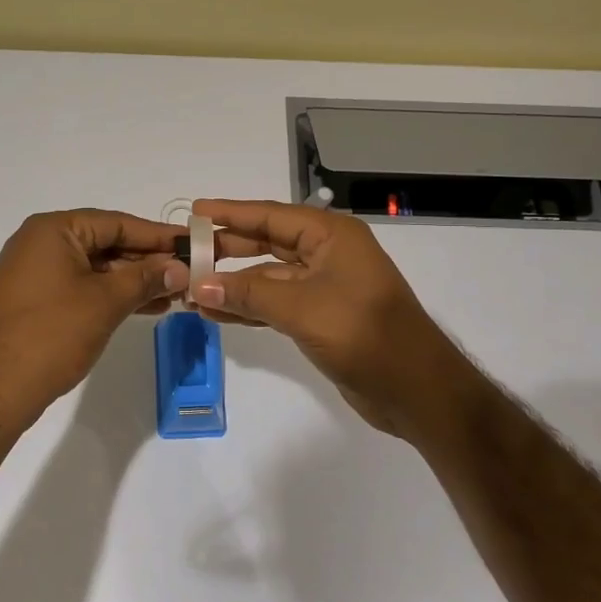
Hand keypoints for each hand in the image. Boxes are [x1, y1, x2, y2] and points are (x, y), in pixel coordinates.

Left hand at [0, 209, 187, 429]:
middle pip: (106, 243)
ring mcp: (35, 271)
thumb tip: (180, 268)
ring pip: (95, 267)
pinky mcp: (35, 298)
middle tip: (188, 273)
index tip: (192, 244)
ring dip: (133, 280)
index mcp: (53, 230)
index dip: (157, 235)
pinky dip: (110, 293)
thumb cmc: (53, 334)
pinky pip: (81, 285)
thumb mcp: (107, 302)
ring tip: (174, 294)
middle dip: (147, 261)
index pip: (116, 222)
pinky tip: (144, 306)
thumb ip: (146, 278)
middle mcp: (40, 242)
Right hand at [191, 198, 465, 436]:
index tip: (194, 211)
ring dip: (232, 284)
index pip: (271, 215)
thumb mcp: (301, 308)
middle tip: (185, 253)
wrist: (416, 389)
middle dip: (227, 249)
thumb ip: (248, 294)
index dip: (231, 213)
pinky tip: (216, 314)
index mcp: (331, 236)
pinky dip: (248, 307)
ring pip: (268, 277)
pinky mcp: (321, 317)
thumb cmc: (364, 334)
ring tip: (190, 289)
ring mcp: (324, 287)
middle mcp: (327, 254)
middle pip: (267, 243)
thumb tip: (196, 285)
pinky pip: (275, 303)